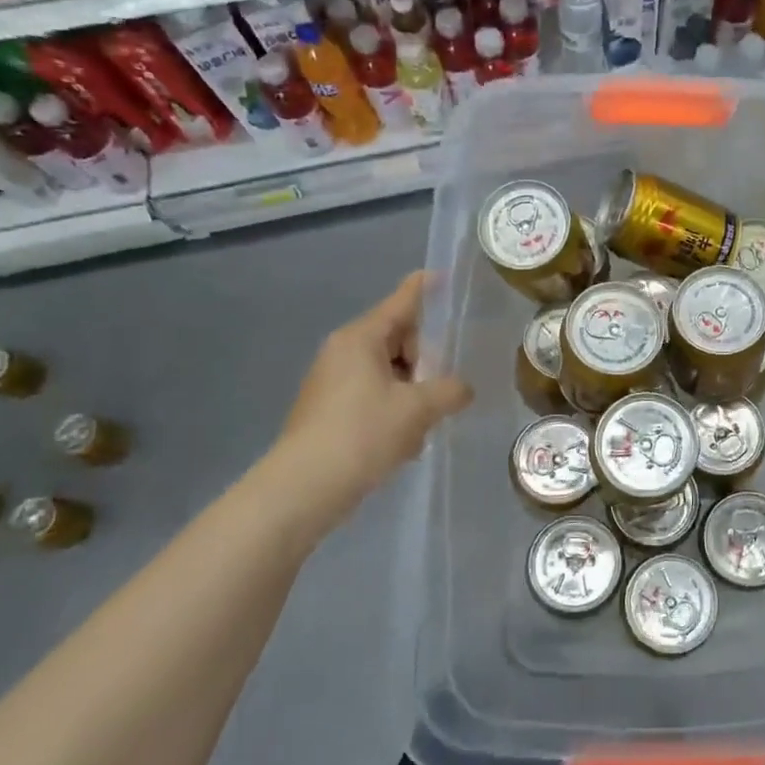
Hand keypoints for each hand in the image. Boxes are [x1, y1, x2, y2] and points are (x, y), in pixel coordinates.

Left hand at [261, 273, 471, 531]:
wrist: (303, 489)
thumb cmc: (362, 434)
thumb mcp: (418, 409)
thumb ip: (450, 391)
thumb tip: (462, 389)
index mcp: (361, 338)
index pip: (401, 301)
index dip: (426, 288)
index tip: (445, 275)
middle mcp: (343, 352)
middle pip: (398, 339)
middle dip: (426, 360)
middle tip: (443, 388)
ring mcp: (333, 382)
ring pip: (389, 372)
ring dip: (413, 392)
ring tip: (425, 424)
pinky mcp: (330, 411)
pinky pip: (374, 396)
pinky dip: (395, 410)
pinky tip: (405, 442)